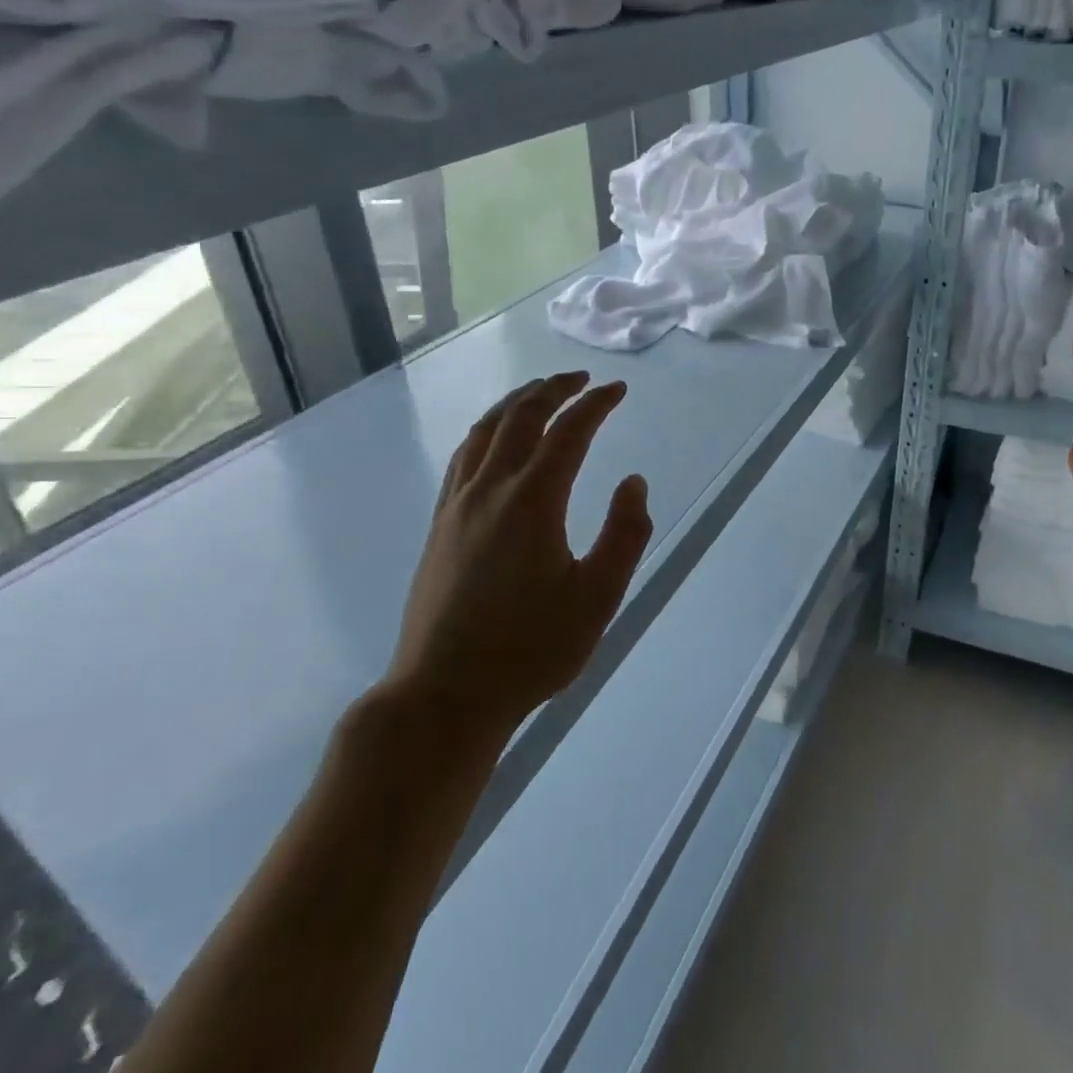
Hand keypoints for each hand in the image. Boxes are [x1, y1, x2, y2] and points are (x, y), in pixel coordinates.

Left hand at [383, 372, 652, 758]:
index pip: (568, 431)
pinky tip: (495, 440)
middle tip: (581, 378)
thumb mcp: (599, 596)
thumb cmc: (531, 648)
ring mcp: (457, 505)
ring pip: (484, 431)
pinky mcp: (440, 525)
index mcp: (532, 501)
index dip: (596, 404)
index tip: (618, 390)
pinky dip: (487, 430)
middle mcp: (490, 490)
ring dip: (516, 402)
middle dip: (553, 389)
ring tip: (540, 393)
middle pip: (520, 417)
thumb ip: (625, 533)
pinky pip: (464, 456)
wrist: (445, 694)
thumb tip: (633, 482)